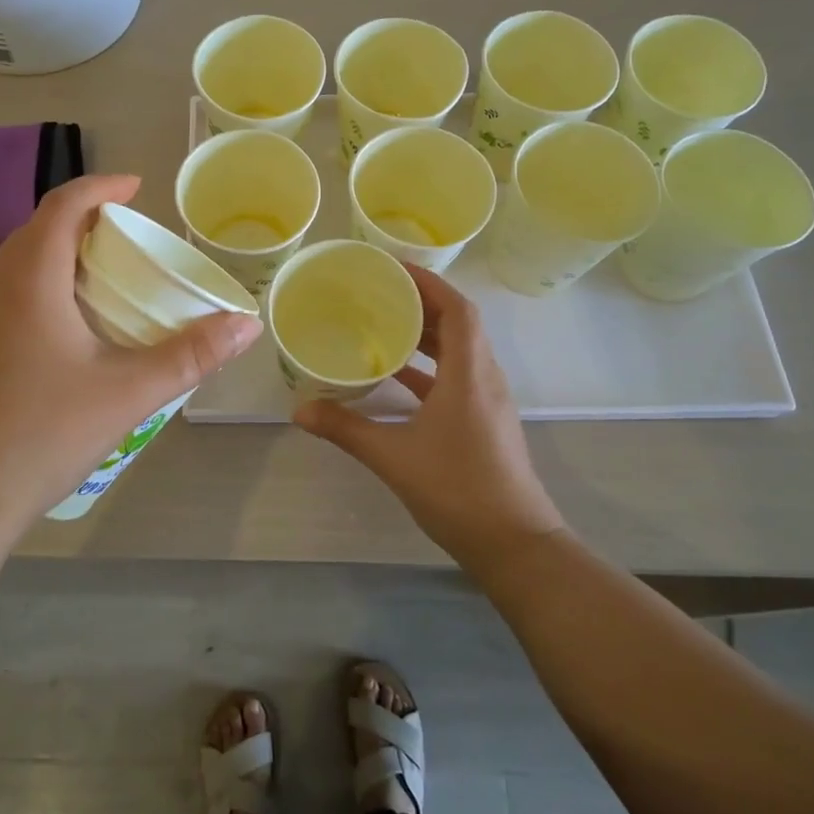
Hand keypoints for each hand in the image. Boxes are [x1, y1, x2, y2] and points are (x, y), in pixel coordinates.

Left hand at [0, 175, 261, 538]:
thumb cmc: (44, 434)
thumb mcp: (129, 393)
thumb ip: (191, 355)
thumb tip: (246, 324)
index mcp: (29, 281)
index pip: (63, 205)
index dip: (101, 187)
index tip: (135, 188)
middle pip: (37, 231)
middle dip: (83, 222)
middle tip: (128, 239)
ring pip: (15, 265)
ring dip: (57, 256)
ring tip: (99, 281)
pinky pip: (0, 297)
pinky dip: (35, 289)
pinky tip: (59, 333)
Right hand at [293, 265, 564, 567]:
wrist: (515, 545)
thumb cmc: (457, 490)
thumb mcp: (393, 456)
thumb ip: (345, 429)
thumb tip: (299, 409)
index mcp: (469, 373)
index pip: (456, 308)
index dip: (428, 282)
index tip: (392, 269)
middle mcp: (484, 378)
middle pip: (458, 323)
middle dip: (421, 302)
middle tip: (378, 292)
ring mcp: (488, 401)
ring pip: (458, 351)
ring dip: (426, 334)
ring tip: (383, 324)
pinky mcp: (485, 421)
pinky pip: (457, 377)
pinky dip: (429, 367)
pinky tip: (397, 376)